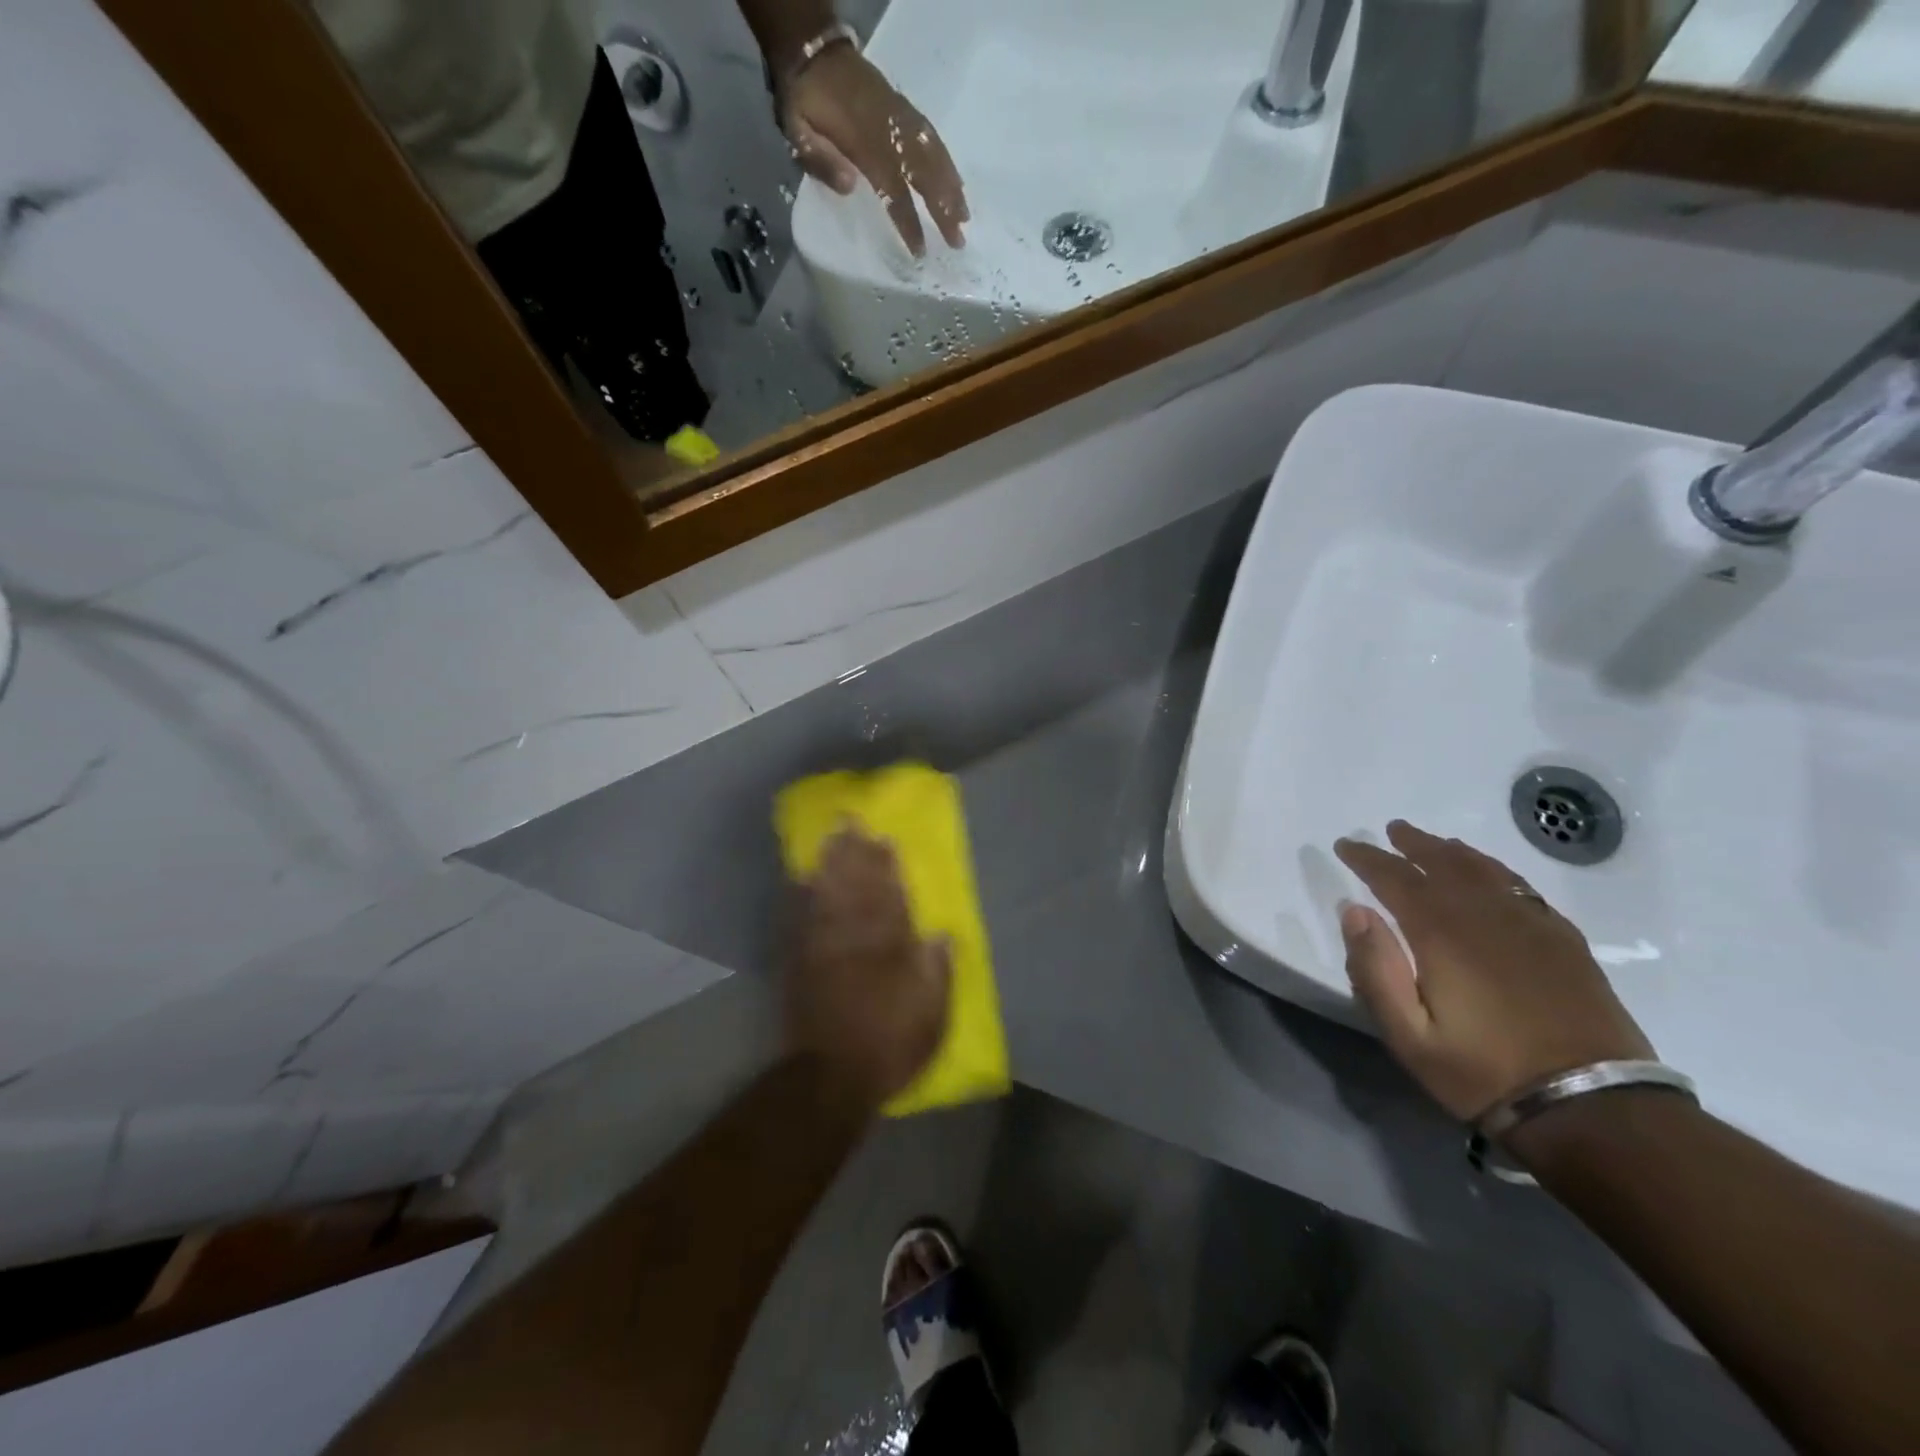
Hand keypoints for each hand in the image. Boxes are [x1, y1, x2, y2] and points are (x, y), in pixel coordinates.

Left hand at [782, 45, 967, 256]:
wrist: (811, 49)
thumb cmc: (803, 100)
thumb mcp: (797, 131)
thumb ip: (821, 160)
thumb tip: (851, 187)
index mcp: (863, 143)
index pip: (893, 191)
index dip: (908, 222)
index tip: (921, 250)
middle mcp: (889, 131)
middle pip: (923, 175)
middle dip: (943, 209)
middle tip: (958, 240)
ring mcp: (899, 117)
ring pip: (933, 155)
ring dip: (951, 187)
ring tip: (965, 215)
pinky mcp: (902, 108)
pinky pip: (931, 136)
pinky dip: (946, 159)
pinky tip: (955, 180)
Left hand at [785, 827, 951, 1110]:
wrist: (830, 1077)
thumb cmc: (888, 1046)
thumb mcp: (931, 1018)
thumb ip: (937, 974)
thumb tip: (942, 936)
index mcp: (889, 950)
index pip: (890, 899)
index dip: (887, 868)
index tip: (884, 838)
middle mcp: (854, 939)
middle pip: (856, 888)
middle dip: (855, 853)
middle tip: (851, 821)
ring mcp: (823, 948)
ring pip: (828, 895)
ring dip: (830, 864)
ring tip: (831, 837)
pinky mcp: (799, 962)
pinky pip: (799, 919)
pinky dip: (800, 896)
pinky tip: (801, 877)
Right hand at [1334, 821, 1653, 1122]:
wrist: (1594, 1108)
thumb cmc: (1485, 1072)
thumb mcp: (1408, 1035)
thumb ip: (1375, 969)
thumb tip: (1354, 910)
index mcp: (1442, 933)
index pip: (1395, 878)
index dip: (1367, 858)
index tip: (1346, 845)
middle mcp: (1486, 915)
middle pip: (1444, 862)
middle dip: (1413, 844)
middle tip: (1392, 830)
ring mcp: (1531, 925)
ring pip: (1486, 870)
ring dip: (1454, 852)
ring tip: (1436, 843)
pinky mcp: (1565, 943)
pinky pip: (1523, 889)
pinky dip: (1497, 872)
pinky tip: (1493, 877)